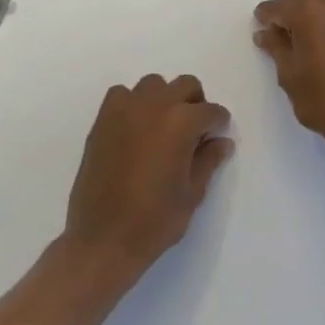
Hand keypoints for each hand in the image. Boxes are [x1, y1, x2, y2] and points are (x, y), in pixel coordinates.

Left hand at [62, 74, 233, 289]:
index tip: (217, 136)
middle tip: (194, 132)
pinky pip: (122, 95)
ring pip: (154, 85)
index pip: (211, 111)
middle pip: (185, 86)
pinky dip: (133, 103)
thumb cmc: (154, 221)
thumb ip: (208, 160)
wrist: (103, 239)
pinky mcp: (102, 119)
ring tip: (164, 128)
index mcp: (181, 123)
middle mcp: (155, 106)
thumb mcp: (192, 193)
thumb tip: (221, 141)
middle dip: (196, 104)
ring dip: (165, 99)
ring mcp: (125, 109)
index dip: (218, 124)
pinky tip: (135, 128)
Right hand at [253, 0, 324, 149]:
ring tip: (305, 33)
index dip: (264, 16)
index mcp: (307, 12)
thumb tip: (265, 33)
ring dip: (310, 3)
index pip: (276, 6)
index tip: (260, 27)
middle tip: (281, 27)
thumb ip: (276, 48)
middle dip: (286, 1)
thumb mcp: (290, 76)